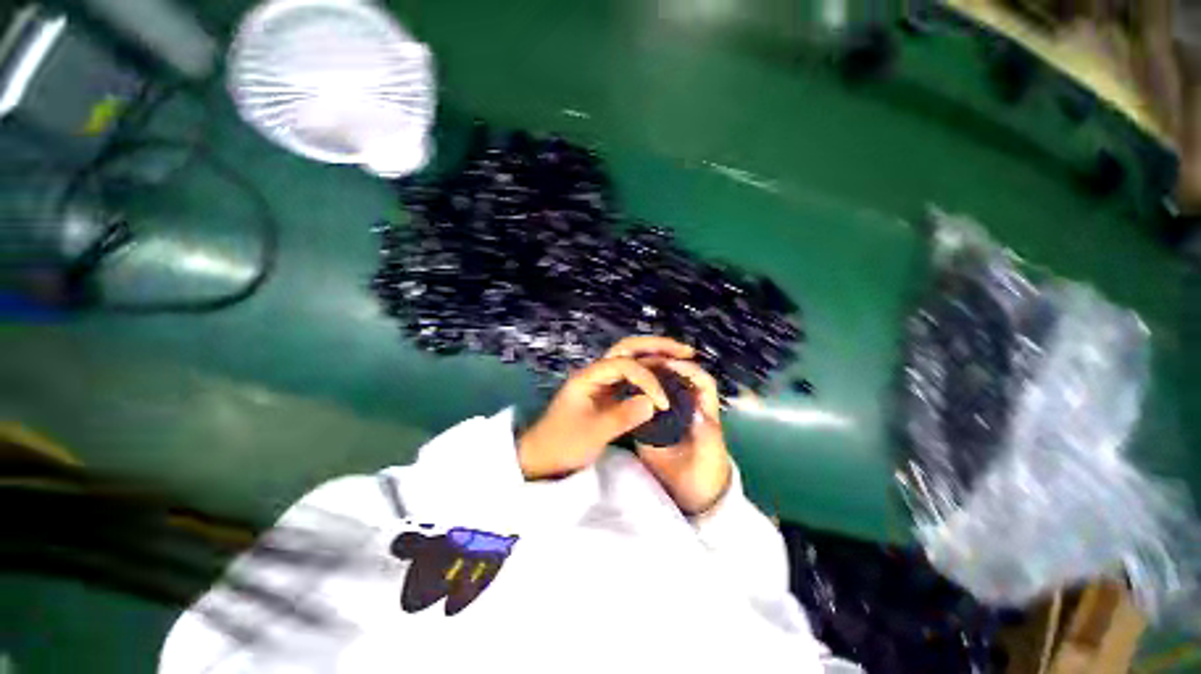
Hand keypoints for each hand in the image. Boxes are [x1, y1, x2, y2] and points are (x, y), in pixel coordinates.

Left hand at [517, 337, 694, 479]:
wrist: (542, 456)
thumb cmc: (563, 444)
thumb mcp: (592, 434)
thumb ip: (622, 416)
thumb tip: (654, 402)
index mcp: (589, 376)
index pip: (624, 365)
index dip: (647, 379)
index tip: (663, 402)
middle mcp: (597, 372)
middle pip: (629, 348)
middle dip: (657, 346)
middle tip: (686, 351)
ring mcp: (602, 380)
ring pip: (631, 358)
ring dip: (656, 355)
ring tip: (683, 357)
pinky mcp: (607, 391)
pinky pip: (632, 375)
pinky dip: (651, 372)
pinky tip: (666, 376)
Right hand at [635, 359, 732, 515]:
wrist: (691, 497)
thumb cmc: (705, 474)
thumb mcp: (710, 454)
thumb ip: (707, 433)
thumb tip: (697, 411)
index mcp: (704, 409)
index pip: (701, 380)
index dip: (688, 369)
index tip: (669, 365)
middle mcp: (687, 405)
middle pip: (680, 375)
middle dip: (665, 365)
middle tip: (643, 361)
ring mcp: (669, 412)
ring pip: (663, 384)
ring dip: (651, 374)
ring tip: (632, 369)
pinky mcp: (654, 422)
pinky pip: (648, 400)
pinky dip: (640, 390)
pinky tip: (626, 387)